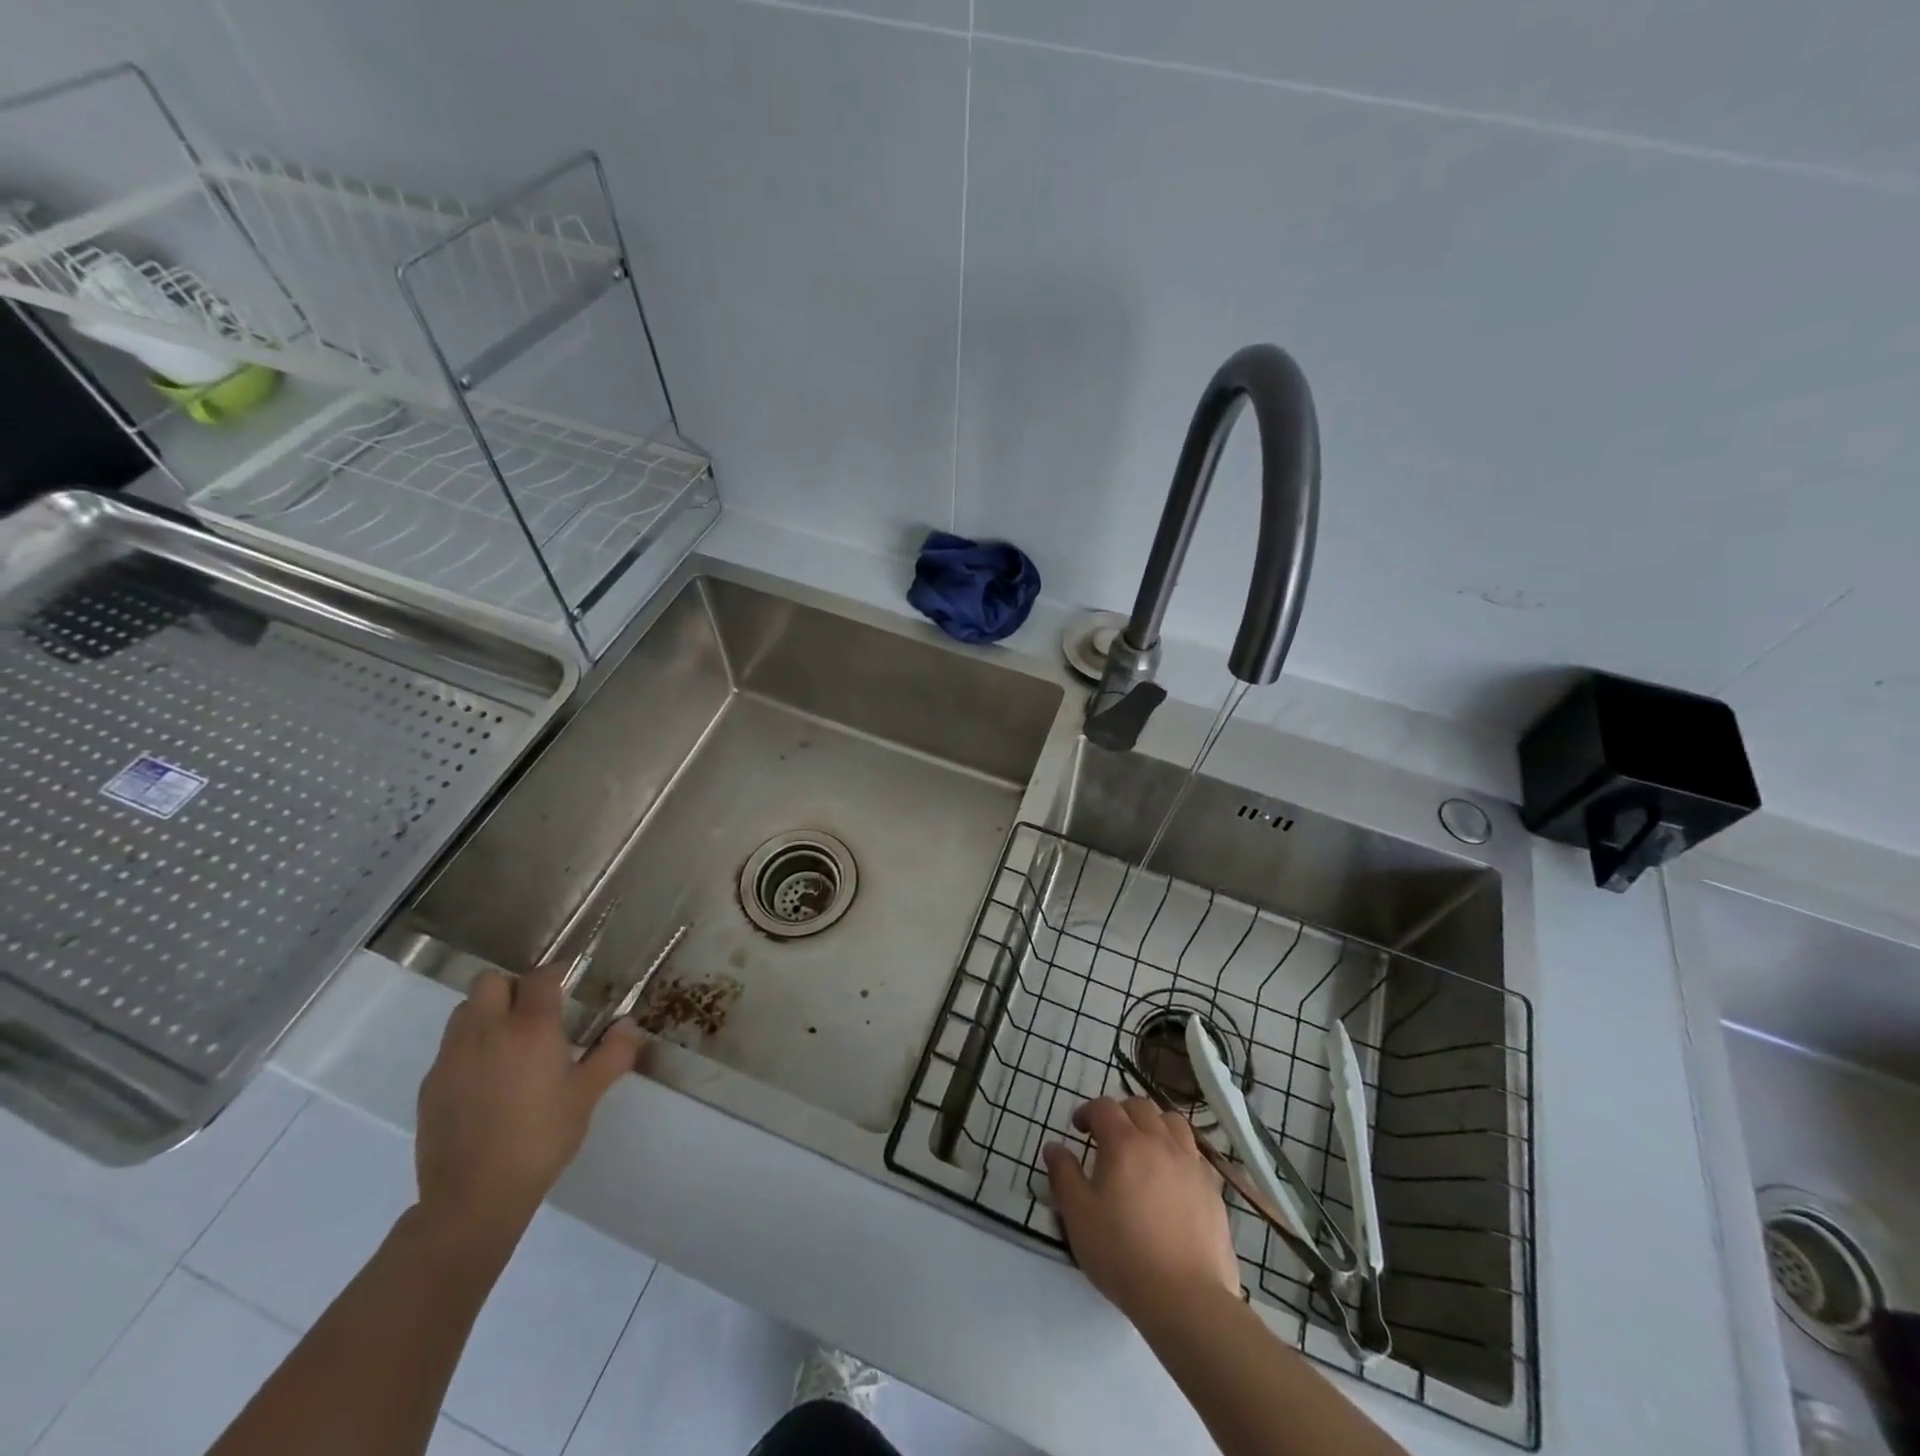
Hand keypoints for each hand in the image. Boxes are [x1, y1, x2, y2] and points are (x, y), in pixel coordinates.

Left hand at [414, 964, 641, 1256]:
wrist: (473, 1197)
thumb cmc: (541, 1138)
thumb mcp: (588, 1096)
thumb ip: (613, 1054)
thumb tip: (629, 1025)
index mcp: (530, 1028)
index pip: (540, 978)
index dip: (557, 973)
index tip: (570, 981)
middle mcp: (486, 1031)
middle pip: (490, 981)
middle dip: (513, 987)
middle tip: (535, 1012)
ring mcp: (452, 1058)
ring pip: (465, 1011)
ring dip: (487, 1013)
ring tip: (509, 1043)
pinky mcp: (430, 1085)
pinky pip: (450, 1048)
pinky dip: (469, 1048)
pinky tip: (487, 1081)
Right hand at [1044, 1097, 1241, 1326]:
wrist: (1186, 1298)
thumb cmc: (1122, 1254)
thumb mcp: (1078, 1216)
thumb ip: (1064, 1175)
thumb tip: (1054, 1147)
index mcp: (1124, 1143)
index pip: (1104, 1107)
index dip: (1088, 1112)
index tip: (1078, 1128)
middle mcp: (1160, 1142)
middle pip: (1140, 1107)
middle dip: (1120, 1113)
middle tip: (1108, 1137)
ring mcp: (1191, 1163)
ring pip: (1172, 1122)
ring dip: (1153, 1125)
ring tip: (1144, 1148)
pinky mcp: (1212, 1189)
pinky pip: (1193, 1153)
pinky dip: (1178, 1152)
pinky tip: (1171, 1178)